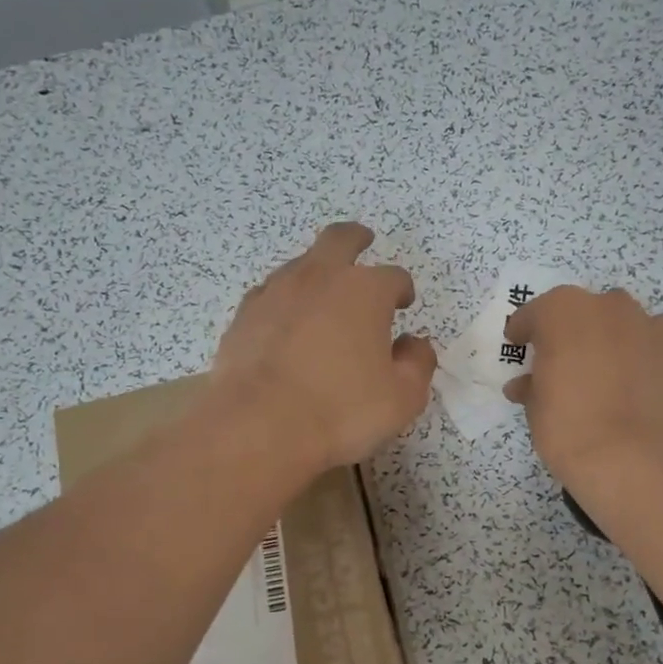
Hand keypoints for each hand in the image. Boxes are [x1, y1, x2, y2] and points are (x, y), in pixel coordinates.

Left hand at [208, 222, 436, 470]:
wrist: (259, 425)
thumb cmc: (342, 410)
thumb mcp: (403, 397)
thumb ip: (418, 363)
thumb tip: (414, 344)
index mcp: (365, 291)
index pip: (393, 277)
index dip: (402, 289)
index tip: (403, 303)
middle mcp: (320, 278)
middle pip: (340, 240)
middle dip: (356, 239)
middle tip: (364, 241)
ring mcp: (276, 292)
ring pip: (300, 264)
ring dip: (317, 271)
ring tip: (324, 294)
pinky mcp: (244, 315)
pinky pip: (270, 294)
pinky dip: (284, 301)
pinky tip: (286, 322)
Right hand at [503, 286, 662, 483]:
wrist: (632, 458)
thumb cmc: (569, 427)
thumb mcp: (536, 409)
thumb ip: (532, 386)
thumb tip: (527, 385)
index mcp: (562, 312)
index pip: (536, 313)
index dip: (525, 330)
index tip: (519, 345)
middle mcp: (607, 306)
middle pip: (584, 312)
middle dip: (572, 332)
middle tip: (565, 364)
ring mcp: (647, 324)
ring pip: (623, 322)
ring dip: (612, 338)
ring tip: (607, 372)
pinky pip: (654, 340)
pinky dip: (644, 353)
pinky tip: (639, 381)